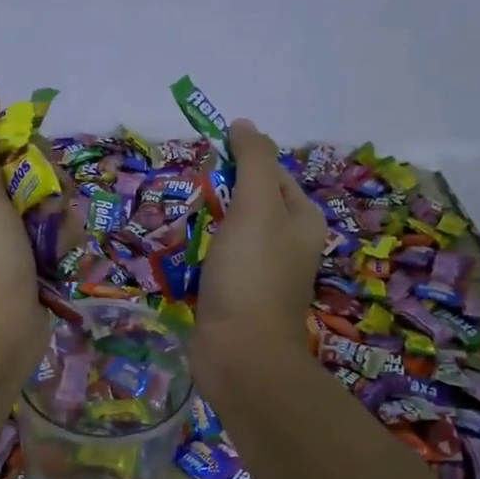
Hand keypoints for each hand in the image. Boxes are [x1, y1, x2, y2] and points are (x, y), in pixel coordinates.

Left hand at [0, 85, 45, 367]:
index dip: (25, 148)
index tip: (35, 164)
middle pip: (29, 172)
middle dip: (49, 186)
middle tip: (48, 206)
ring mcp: (2, 239)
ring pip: (48, 203)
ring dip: (60, 216)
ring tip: (54, 239)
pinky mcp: (26, 263)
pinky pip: (53, 234)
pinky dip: (61, 242)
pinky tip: (59, 257)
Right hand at [195, 119, 325, 363]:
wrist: (240, 354)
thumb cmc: (251, 274)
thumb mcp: (256, 206)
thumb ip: (253, 161)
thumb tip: (244, 124)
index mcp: (302, 219)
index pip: (272, 172)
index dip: (241, 160)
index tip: (206, 159)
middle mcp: (287, 243)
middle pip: (250, 202)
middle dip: (219, 193)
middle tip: (189, 190)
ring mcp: (260, 272)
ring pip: (229, 233)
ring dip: (205, 224)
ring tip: (178, 217)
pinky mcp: (235, 295)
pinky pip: (215, 262)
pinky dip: (197, 254)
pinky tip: (178, 253)